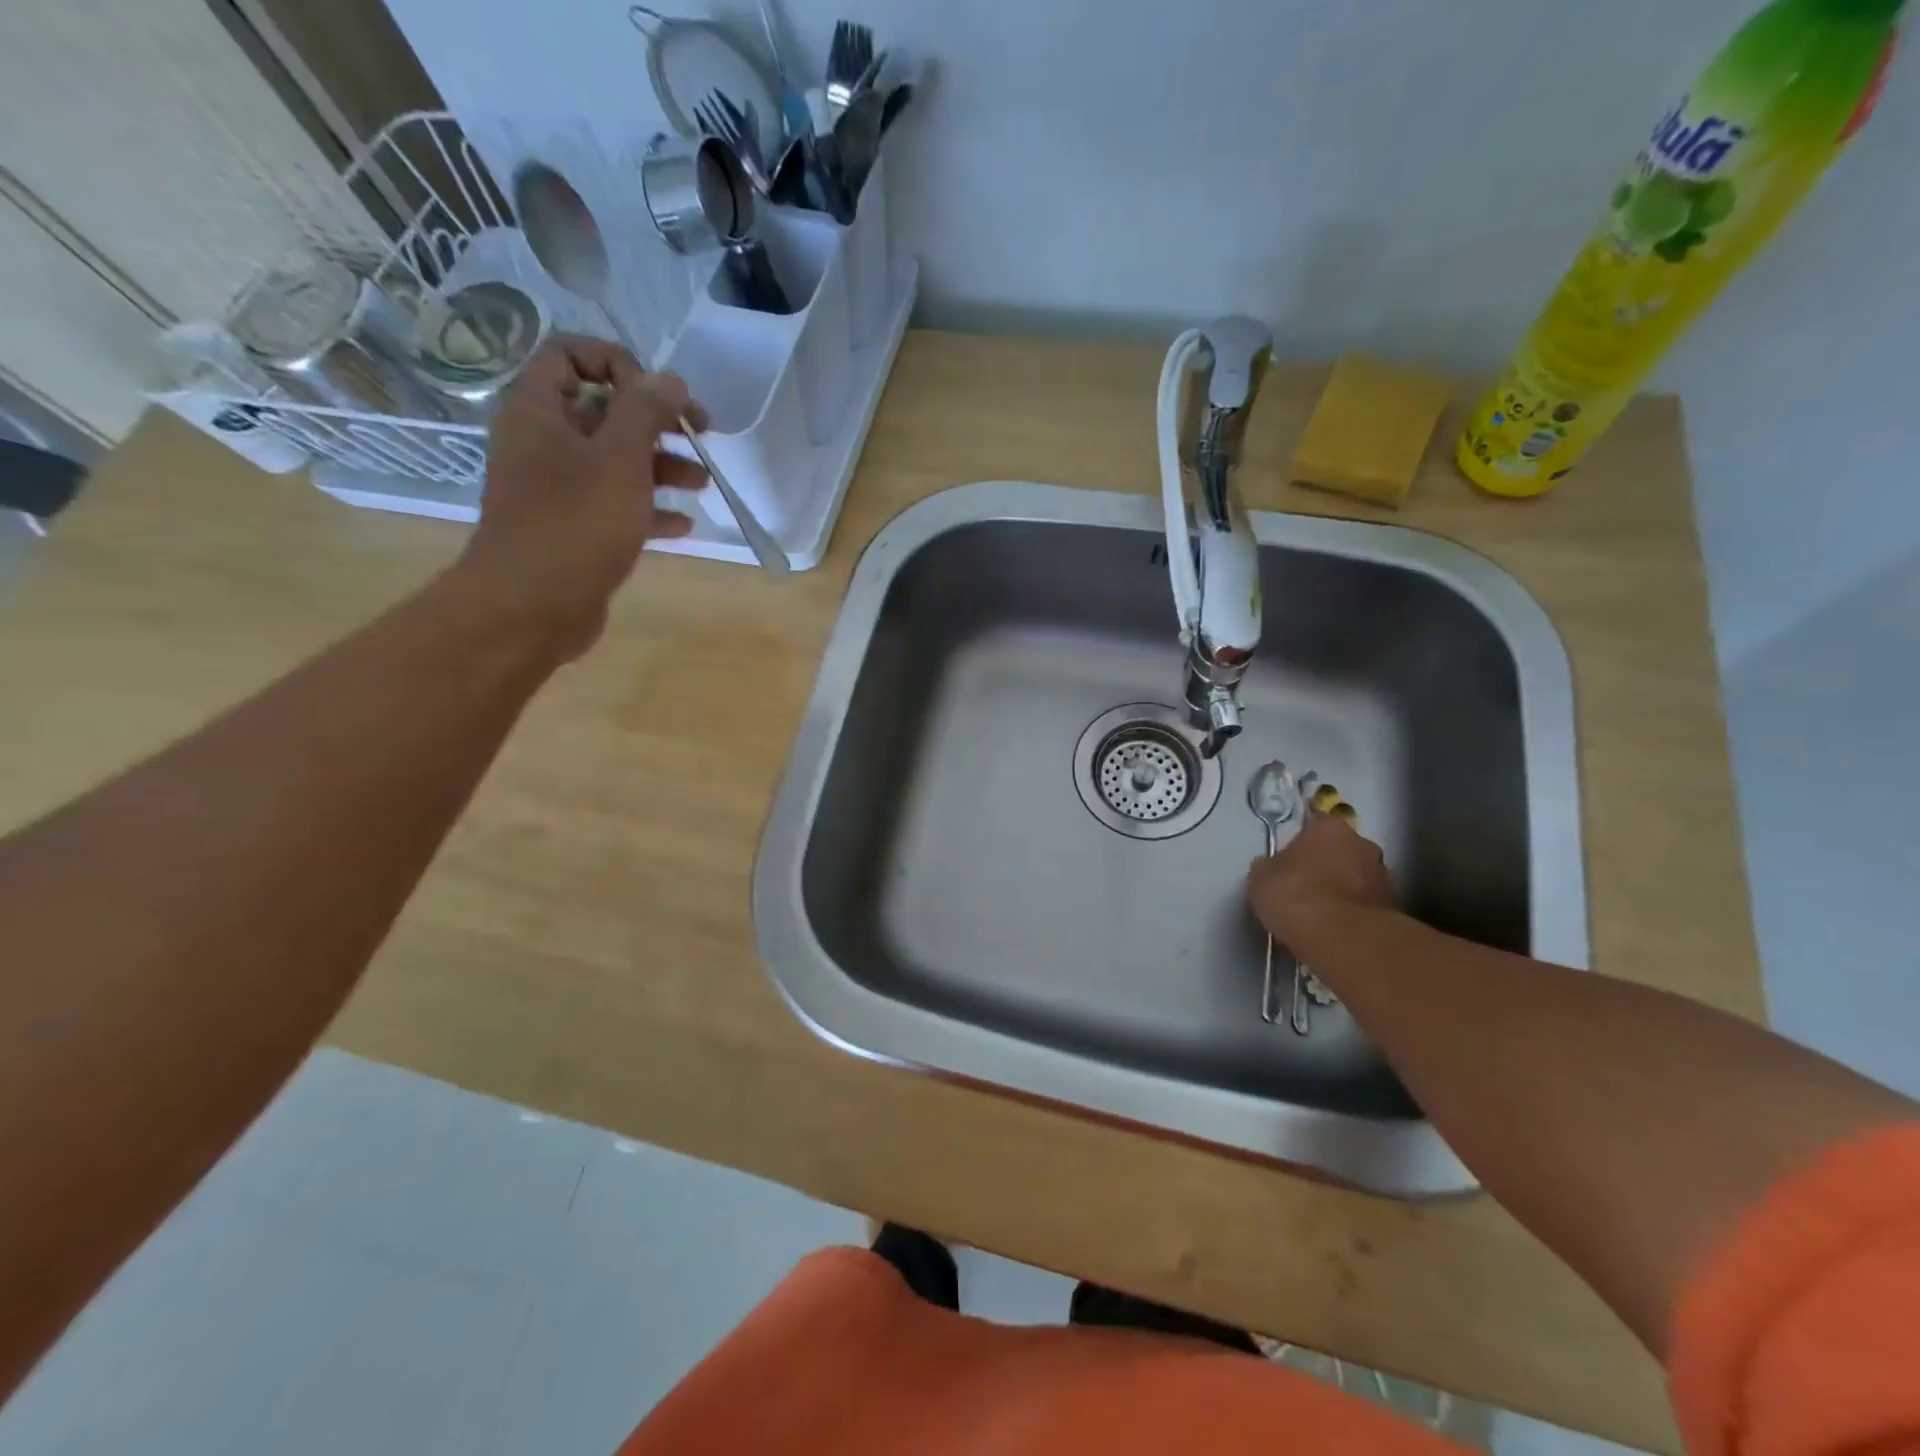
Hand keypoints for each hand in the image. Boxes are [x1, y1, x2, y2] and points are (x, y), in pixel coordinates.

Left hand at [455, 336, 711, 657]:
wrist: (531, 607)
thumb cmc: (575, 524)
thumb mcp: (619, 459)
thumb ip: (646, 412)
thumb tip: (670, 379)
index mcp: (539, 411)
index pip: (570, 355)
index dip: (619, 364)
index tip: (660, 396)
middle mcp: (543, 443)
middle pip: (603, 411)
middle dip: (656, 421)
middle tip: (702, 435)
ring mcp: (557, 489)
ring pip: (615, 461)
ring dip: (662, 465)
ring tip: (703, 482)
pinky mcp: (573, 529)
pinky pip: (616, 505)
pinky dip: (649, 508)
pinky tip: (684, 523)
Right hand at [1247, 813, 1396, 946]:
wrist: (1343, 940)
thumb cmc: (1295, 896)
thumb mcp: (1260, 878)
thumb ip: (1268, 867)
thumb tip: (1271, 866)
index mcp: (1330, 827)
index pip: (1313, 826)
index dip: (1299, 845)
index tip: (1287, 864)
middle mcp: (1363, 844)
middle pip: (1339, 851)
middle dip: (1325, 866)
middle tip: (1304, 889)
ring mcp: (1384, 876)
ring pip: (1356, 878)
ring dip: (1342, 891)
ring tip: (1320, 916)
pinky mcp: (1395, 909)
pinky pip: (1365, 906)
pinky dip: (1353, 914)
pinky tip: (1335, 931)